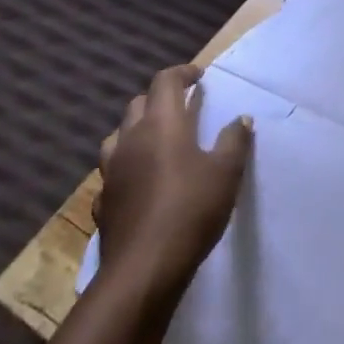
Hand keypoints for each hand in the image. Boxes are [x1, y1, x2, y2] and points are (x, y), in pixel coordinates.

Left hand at [96, 65, 252, 300]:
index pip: (165, 81)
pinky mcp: (102, 204)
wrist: (144, 270)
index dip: (182, 73)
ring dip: (136, 131)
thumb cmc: (191, 209)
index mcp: (161, 123)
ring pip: (117, 137)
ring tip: (157, 141)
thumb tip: (241, 119)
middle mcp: (131, 140)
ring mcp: (111, 173)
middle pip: (138, 104)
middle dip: (159, 99)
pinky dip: (126, 169)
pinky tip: (139, 183)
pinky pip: (112, 174)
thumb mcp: (227, 171)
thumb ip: (234, 140)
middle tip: (182, 107)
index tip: (199, 77)